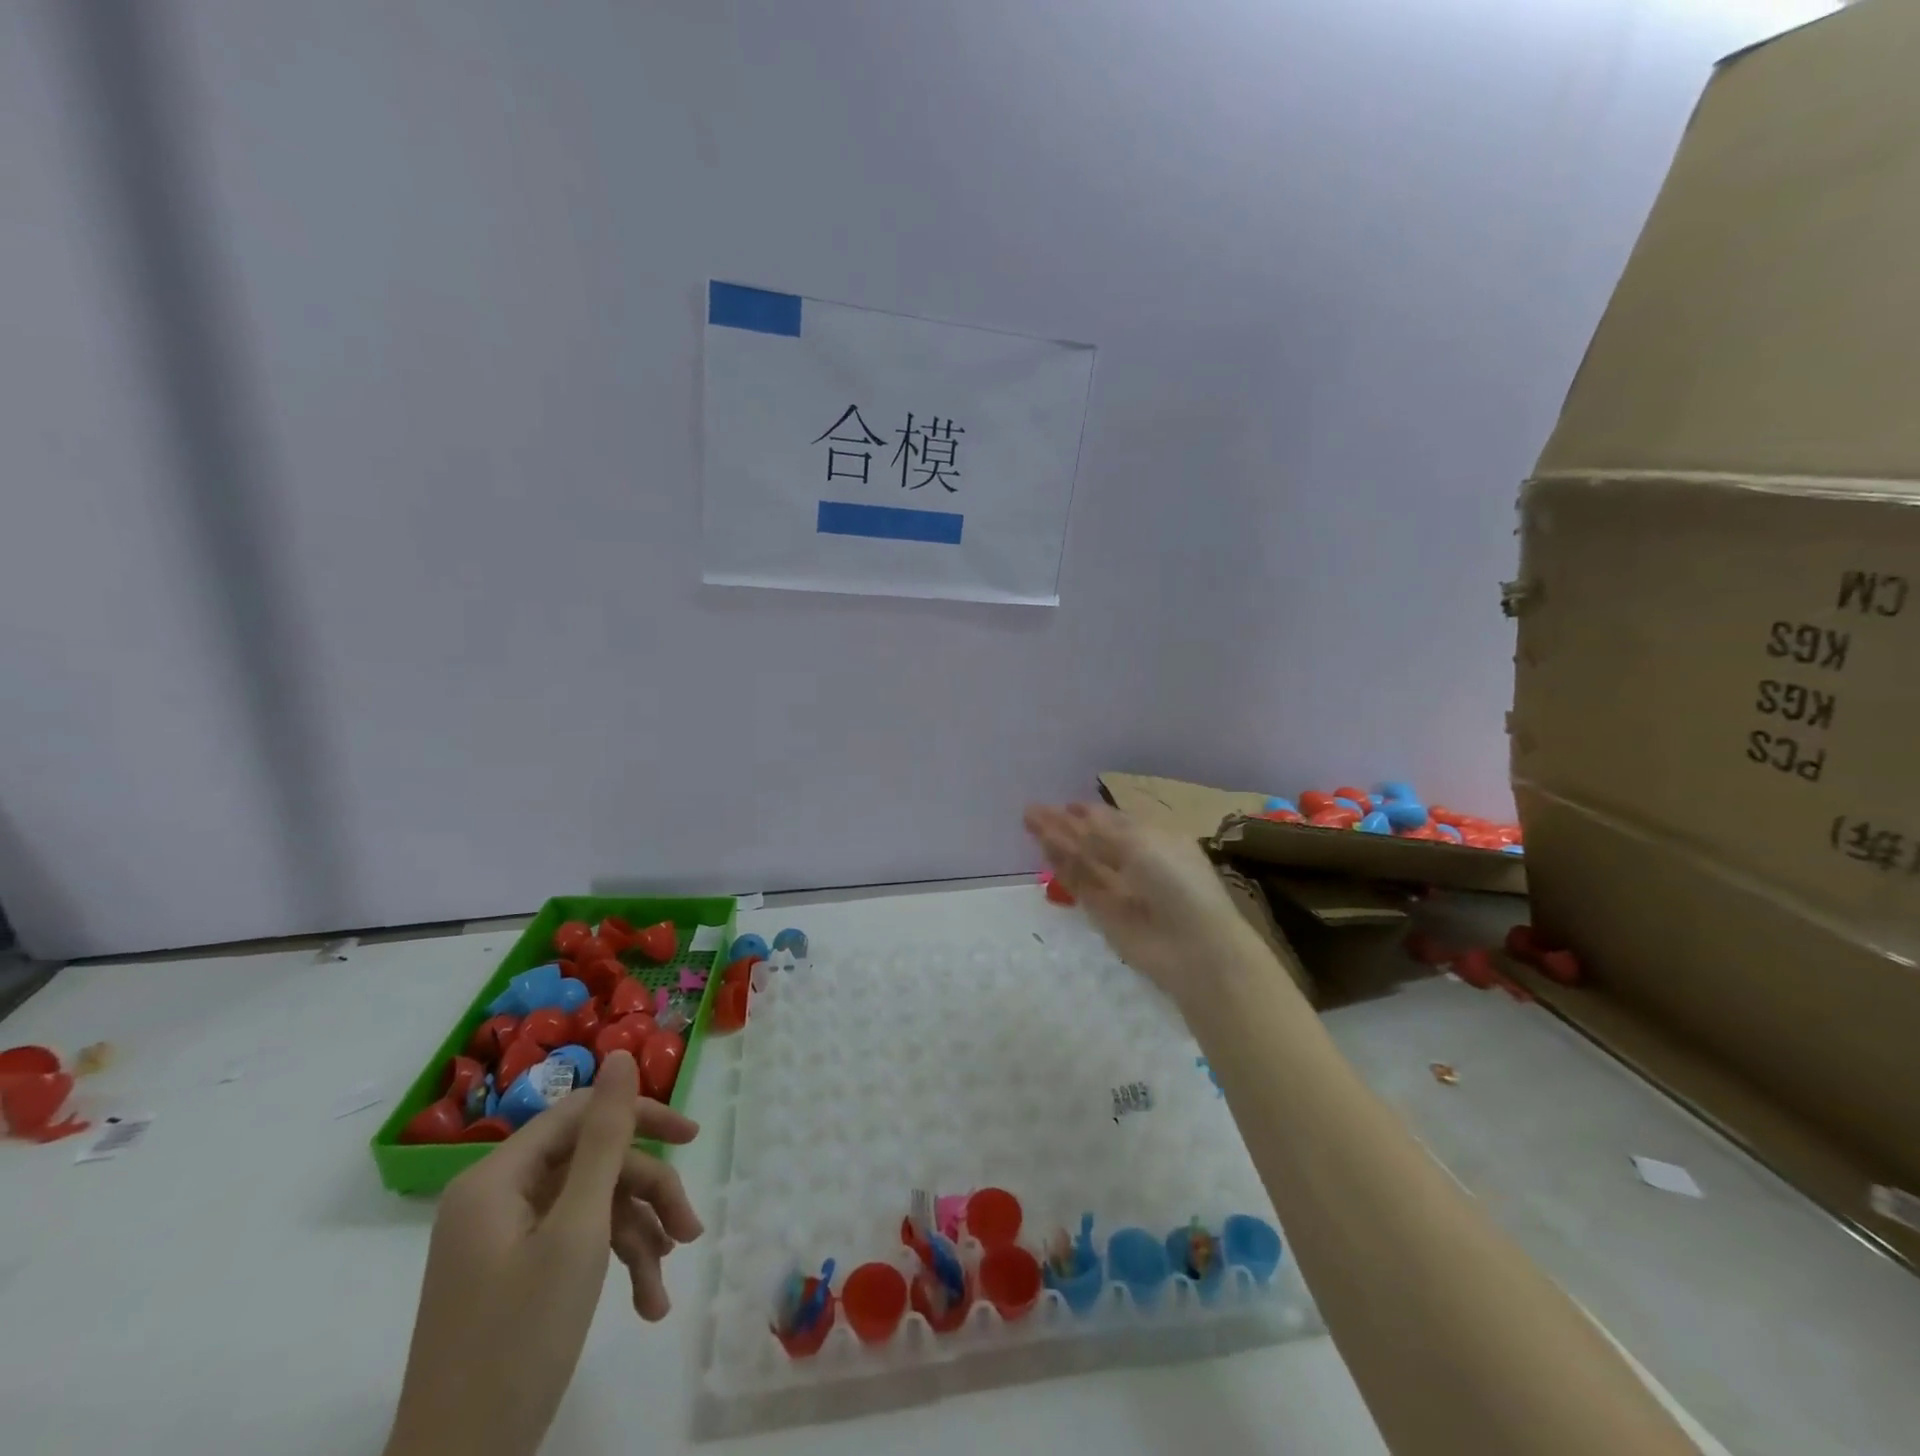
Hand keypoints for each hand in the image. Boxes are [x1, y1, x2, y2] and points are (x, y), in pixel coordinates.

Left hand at [384, 1050, 701, 1455]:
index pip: (581, 1113)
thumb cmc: (519, 1340)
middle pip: (591, 1164)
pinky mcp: (513, 1274)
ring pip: (590, 1206)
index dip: (640, 1117)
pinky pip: (573, 1244)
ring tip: (666, 1286)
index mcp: (497, 1177)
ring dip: (637, 1238)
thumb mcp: (577, 1230)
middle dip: (647, 1196)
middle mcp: (496, 1197)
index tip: (692, 1137)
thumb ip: (605, 1138)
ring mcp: (502, 1239)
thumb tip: (620, 1054)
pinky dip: (613, 1266)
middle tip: (690, 1230)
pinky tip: (647, 1304)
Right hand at [1024, 801, 1255, 1002]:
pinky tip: (1044, 849)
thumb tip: (1070, 815)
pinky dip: (1062, 867)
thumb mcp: (1141, 845)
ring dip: (1058, 842)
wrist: (1193, 947)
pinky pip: (1078, 883)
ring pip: (1082, 860)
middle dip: (1066, 824)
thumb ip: (1099, 832)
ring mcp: (1118, 887)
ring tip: (1030, 823)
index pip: (1116, 821)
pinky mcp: (1102, 912)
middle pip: (1094, 839)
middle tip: (1032, 812)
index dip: (1090, 812)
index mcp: (1155, 838)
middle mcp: (1136, 860)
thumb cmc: (1178, 883)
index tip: (1065, 804)